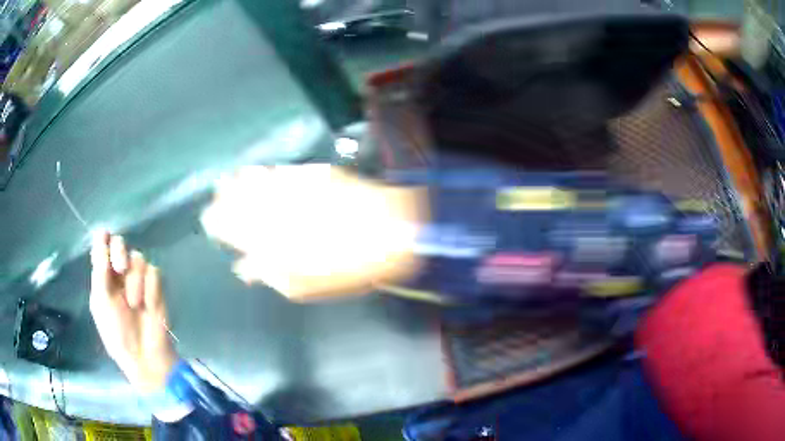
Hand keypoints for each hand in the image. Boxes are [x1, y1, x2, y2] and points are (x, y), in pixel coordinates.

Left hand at [90, 231, 176, 392]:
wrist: (145, 355)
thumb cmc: (117, 332)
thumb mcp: (102, 301)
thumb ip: (100, 269)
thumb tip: (101, 235)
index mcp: (103, 277)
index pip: (102, 247)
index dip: (103, 240)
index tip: (104, 235)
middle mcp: (120, 275)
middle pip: (120, 244)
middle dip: (119, 252)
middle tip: (120, 268)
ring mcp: (139, 280)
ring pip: (138, 258)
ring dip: (135, 282)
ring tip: (135, 304)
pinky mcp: (156, 288)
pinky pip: (154, 273)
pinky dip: (150, 289)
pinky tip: (148, 306)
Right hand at [201, 165, 426, 300]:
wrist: (389, 232)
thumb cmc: (344, 268)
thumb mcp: (302, 285)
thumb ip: (268, 273)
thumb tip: (244, 267)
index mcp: (266, 237)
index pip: (229, 226)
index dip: (217, 223)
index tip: (209, 222)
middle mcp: (272, 207)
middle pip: (237, 199)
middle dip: (222, 200)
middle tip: (214, 199)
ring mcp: (291, 187)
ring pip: (255, 180)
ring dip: (238, 182)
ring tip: (227, 182)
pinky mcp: (310, 173)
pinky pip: (278, 171)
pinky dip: (264, 172)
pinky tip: (259, 172)